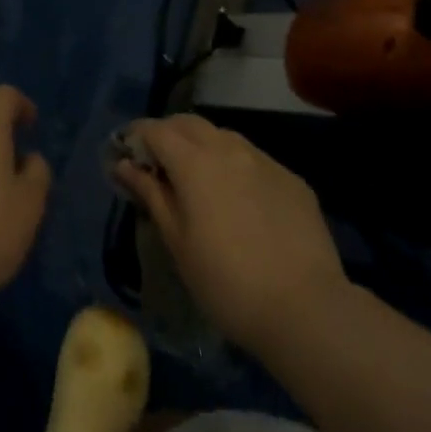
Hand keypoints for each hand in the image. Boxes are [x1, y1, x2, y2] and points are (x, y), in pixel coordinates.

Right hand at [115, 114, 346, 355]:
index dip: (136, 136)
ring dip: (202, 146)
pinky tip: (239, 199)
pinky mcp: (291, 178)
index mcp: (195, 161)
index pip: (156, 130)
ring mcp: (264, 160)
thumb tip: (124, 165)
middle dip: (168, 134)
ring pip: (223, 136)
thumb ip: (151, 194)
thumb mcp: (178, 242)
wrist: (306, 308)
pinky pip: (254, 159)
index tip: (125, 154)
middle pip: (189, 123)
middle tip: (157, 164)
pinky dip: (235, 166)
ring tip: (197, 180)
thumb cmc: (226, 282)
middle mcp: (229, 147)